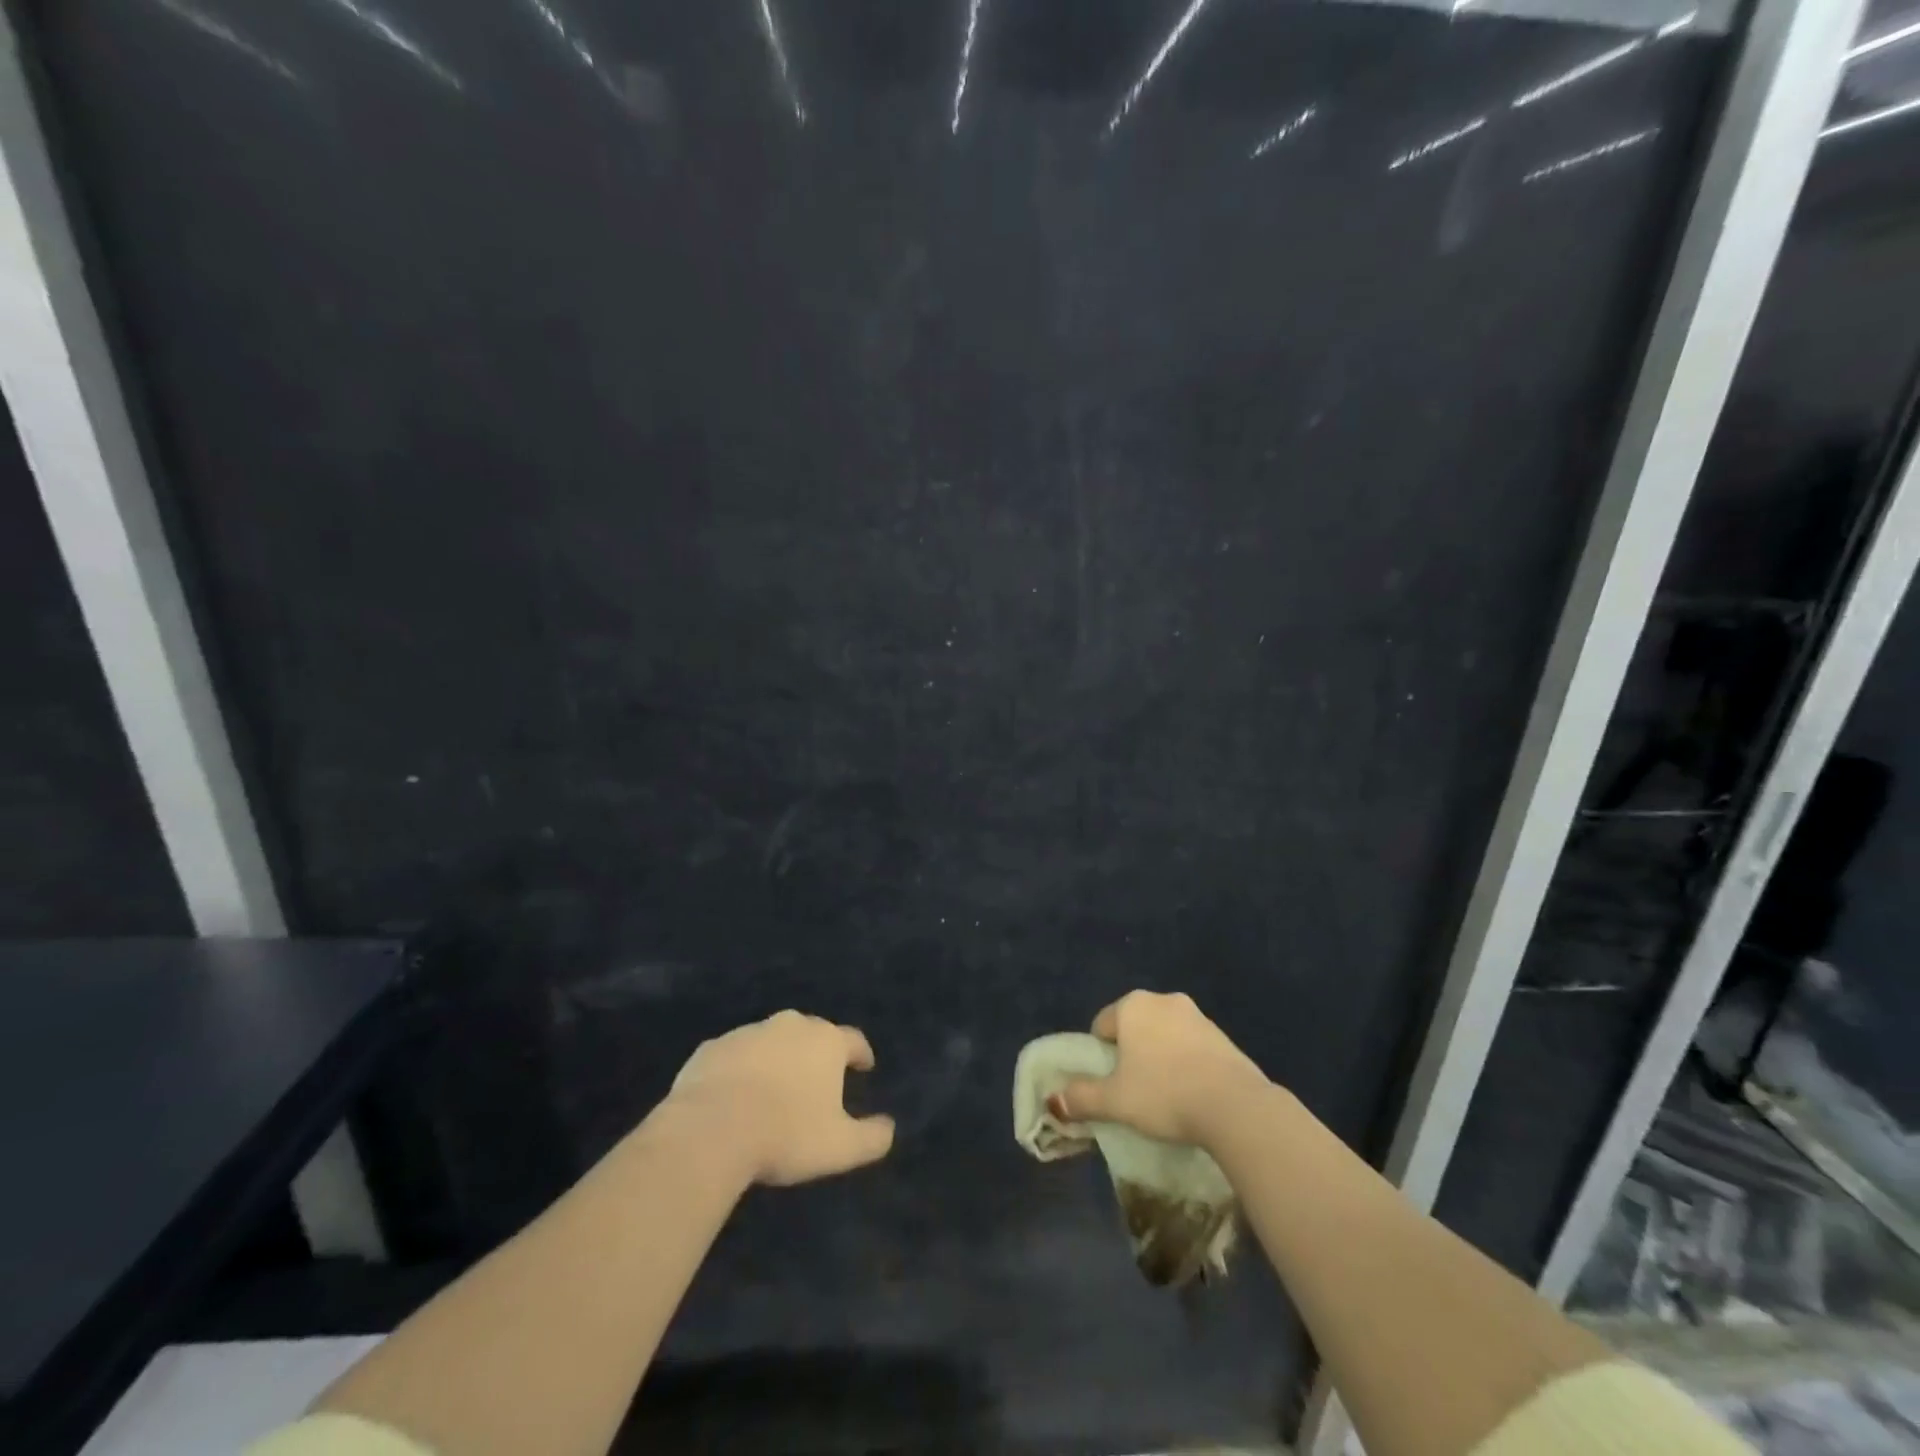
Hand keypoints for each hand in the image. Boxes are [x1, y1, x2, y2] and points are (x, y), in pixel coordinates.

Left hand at [666, 1011, 895, 1185]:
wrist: (709, 1130)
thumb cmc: (786, 1134)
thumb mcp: (840, 1147)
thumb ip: (872, 1137)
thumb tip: (889, 1128)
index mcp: (825, 1042)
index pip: (853, 1040)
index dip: (861, 1054)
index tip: (864, 1067)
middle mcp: (790, 1026)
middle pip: (812, 1033)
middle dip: (817, 1052)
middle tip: (817, 1080)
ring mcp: (748, 1032)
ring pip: (771, 1041)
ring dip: (777, 1059)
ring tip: (774, 1089)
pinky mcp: (712, 1047)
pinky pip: (734, 1055)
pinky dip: (740, 1069)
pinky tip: (734, 1096)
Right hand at [1052, 991, 1269, 1147]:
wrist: (1235, 1105)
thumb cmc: (1164, 1093)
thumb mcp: (1115, 1101)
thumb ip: (1081, 1098)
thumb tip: (1054, 1101)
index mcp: (1132, 1005)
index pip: (1102, 1025)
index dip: (1100, 1056)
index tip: (1109, 1085)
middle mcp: (1163, 1000)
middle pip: (1134, 1027)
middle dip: (1131, 1054)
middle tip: (1133, 1090)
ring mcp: (1197, 1016)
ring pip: (1164, 1036)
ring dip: (1160, 1058)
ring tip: (1165, 1097)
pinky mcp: (1223, 1036)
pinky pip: (1192, 1048)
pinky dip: (1186, 1065)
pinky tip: (1192, 1095)